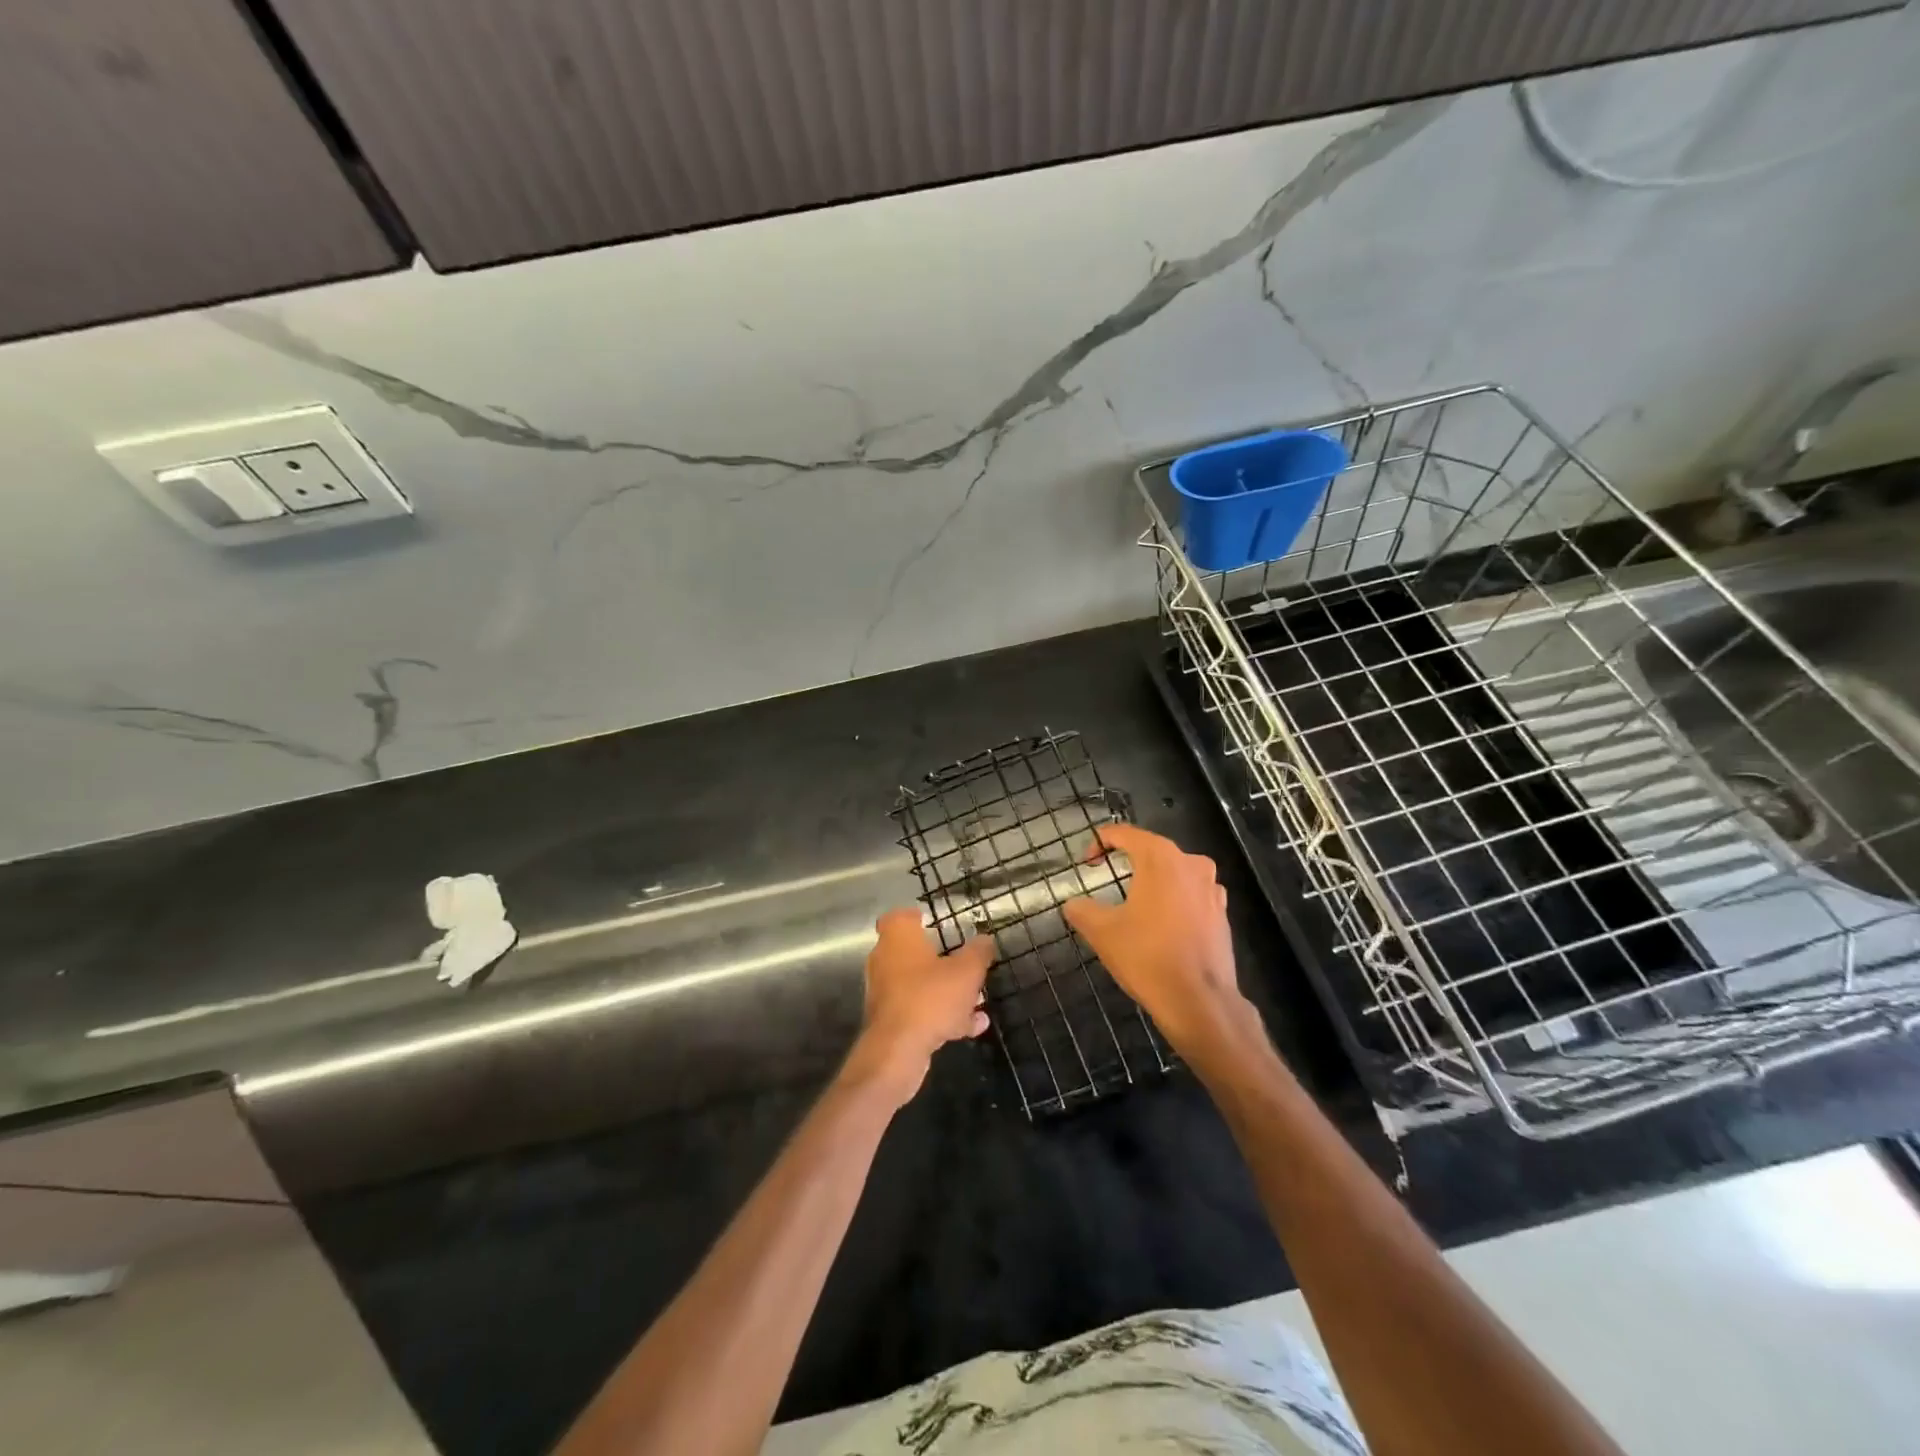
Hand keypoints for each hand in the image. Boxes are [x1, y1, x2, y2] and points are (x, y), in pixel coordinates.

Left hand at [844, 909, 993, 1105]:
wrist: (898, 1050)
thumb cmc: (931, 997)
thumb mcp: (967, 971)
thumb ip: (978, 953)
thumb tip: (985, 939)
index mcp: (898, 938)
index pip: (898, 917)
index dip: (915, 918)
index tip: (934, 923)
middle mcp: (885, 960)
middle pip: (914, 953)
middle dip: (942, 960)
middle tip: (967, 966)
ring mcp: (885, 992)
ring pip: (920, 985)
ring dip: (946, 991)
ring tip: (977, 1001)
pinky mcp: (890, 1021)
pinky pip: (920, 1010)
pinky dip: (942, 1015)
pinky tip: (972, 1027)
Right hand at [1061, 824, 1247, 1052]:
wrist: (1199, 1001)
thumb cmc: (1147, 956)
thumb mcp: (1102, 931)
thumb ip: (1082, 909)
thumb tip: (1073, 904)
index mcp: (1161, 858)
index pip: (1125, 834)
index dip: (1100, 842)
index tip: (1086, 862)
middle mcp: (1191, 864)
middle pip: (1152, 850)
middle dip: (1127, 858)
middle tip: (1105, 875)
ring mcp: (1212, 889)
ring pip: (1175, 872)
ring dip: (1153, 879)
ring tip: (1133, 899)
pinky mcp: (1222, 914)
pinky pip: (1192, 895)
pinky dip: (1173, 900)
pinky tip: (1161, 922)